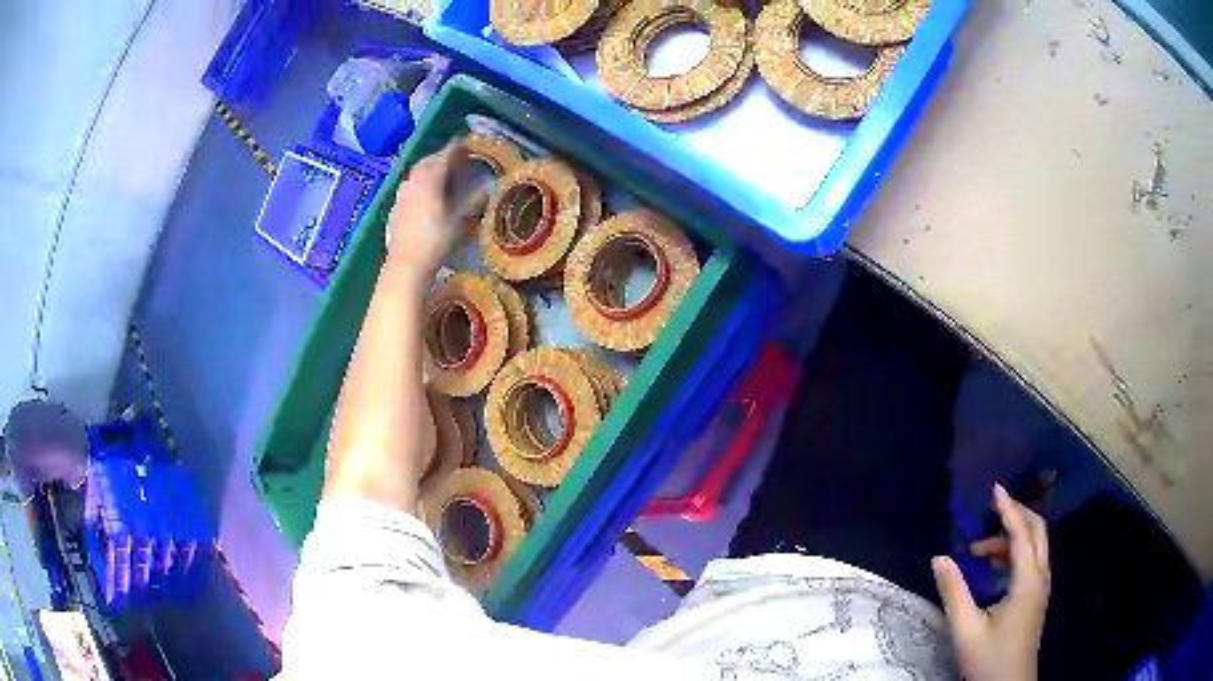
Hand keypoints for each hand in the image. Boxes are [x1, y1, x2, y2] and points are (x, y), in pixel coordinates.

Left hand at [386, 141, 473, 273]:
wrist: (406, 264)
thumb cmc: (436, 240)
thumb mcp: (461, 221)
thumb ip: (474, 201)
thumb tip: (488, 187)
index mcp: (430, 179)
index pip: (444, 156)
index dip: (456, 148)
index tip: (465, 142)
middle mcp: (413, 182)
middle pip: (426, 162)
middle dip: (439, 157)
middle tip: (452, 158)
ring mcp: (401, 196)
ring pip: (415, 175)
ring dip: (427, 170)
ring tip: (438, 175)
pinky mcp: (394, 210)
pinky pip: (408, 190)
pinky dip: (418, 186)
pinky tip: (422, 197)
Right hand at [932, 484, 1049, 680]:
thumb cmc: (989, 659)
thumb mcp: (966, 630)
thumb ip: (954, 592)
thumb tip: (940, 558)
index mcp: (1027, 581)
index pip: (1021, 533)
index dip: (1008, 509)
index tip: (994, 489)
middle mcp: (1040, 577)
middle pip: (1037, 532)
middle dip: (1017, 515)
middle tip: (992, 510)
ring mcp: (1041, 588)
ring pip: (1036, 547)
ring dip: (1014, 537)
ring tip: (982, 549)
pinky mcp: (1037, 599)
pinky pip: (1033, 561)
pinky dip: (1017, 553)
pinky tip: (996, 568)